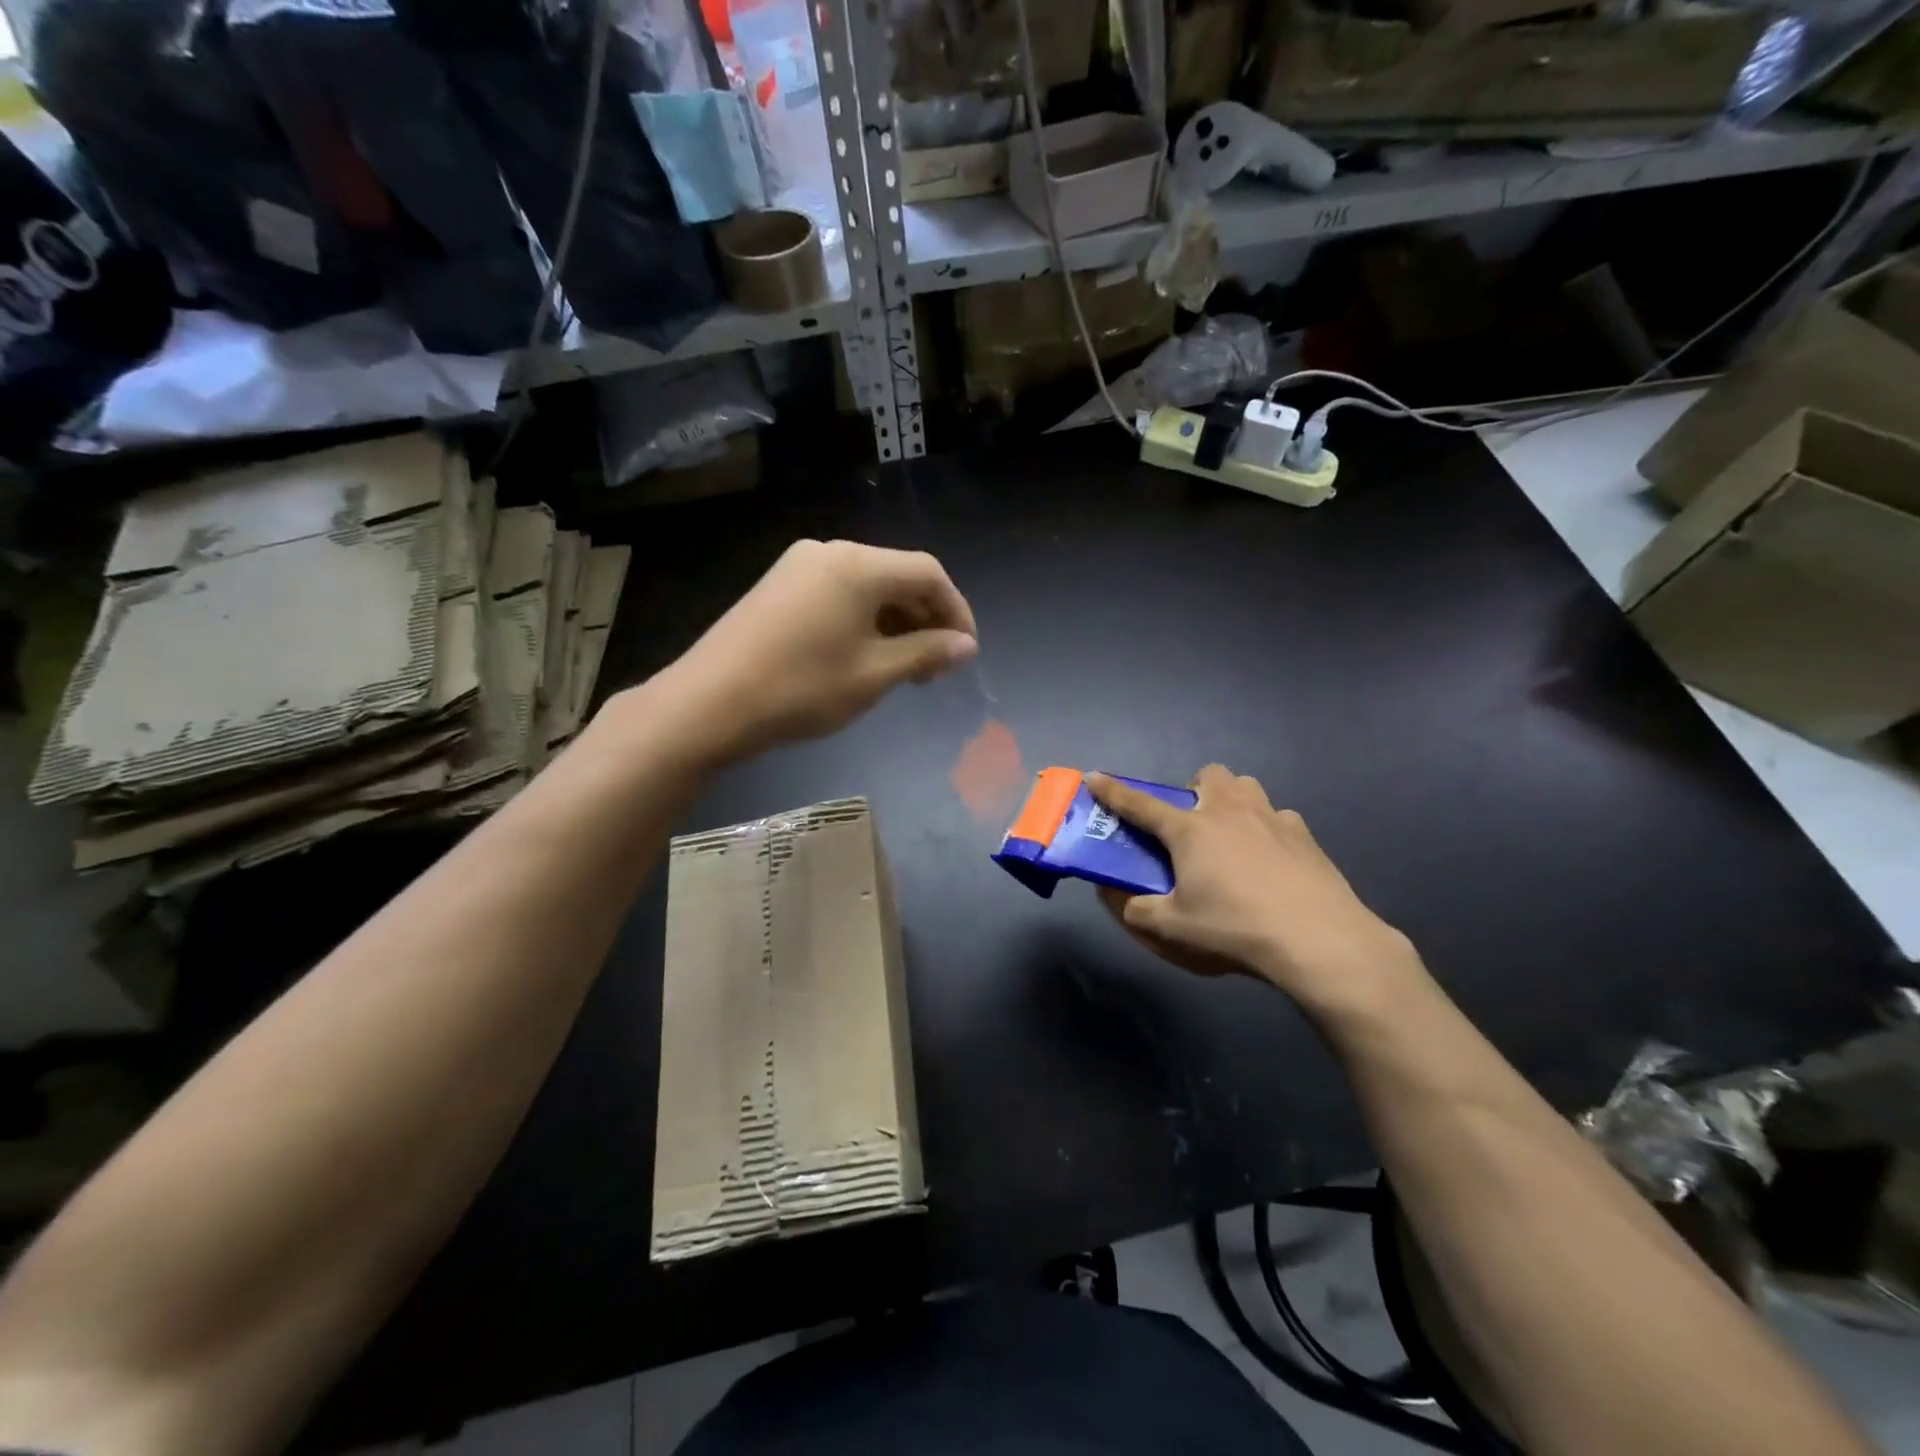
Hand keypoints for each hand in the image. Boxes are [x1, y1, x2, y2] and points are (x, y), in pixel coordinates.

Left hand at [665, 539, 977, 760]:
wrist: (708, 704)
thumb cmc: (801, 689)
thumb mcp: (874, 674)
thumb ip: (926, 653)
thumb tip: (966, 645)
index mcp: (858, 565)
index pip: (928, 573)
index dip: (956, 610)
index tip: (966, 652)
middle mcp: (830, 552)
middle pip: (897, 575)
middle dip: (926, 618)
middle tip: (935, 667)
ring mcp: (798, 566)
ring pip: (867, 586)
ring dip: (895, 621)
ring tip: (904, 667)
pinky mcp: (778, 586)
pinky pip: (838, 593)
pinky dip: (863, 619)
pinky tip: (864, 654)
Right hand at [1088, 766, 1425, 1018]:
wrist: (1318, 939)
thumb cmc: (1235, 928)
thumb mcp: (1172, 928)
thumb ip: (1135, 910)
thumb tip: (1113, 895)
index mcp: (1191, 830)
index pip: (1141, 804)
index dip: (1113, 791)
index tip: (1093, 776)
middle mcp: (1229, 812)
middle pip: (1208, 775)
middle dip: (1195, 789)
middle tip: (1193, 825)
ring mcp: (1272, 819)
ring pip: (1247, 787)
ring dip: (1233, 801)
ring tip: (1233, 837)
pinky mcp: (1306, 836)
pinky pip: (1279, 818)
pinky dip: (1268, 830)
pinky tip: (1272, 862)